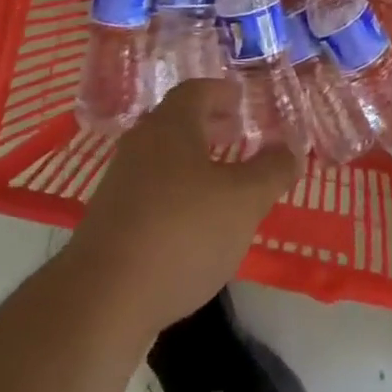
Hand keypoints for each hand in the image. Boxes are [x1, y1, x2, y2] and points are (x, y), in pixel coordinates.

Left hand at [66, 78, 300, 333]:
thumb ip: (272, 171)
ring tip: (222, 180)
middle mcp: (140, 144)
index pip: (196, 91)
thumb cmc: (181, 233)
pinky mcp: (109, 221)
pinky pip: (150, 191)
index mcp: (170, 126)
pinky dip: (176, 192)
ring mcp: (120, 183)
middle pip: (176, 122)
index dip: (221, 92)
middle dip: (208, 125)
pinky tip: (193, 223)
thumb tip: (289, 149)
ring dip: (192, 161)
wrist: (102, 300)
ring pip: (162, 158)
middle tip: (237, 134)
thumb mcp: (244, 201)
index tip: (241, 100)